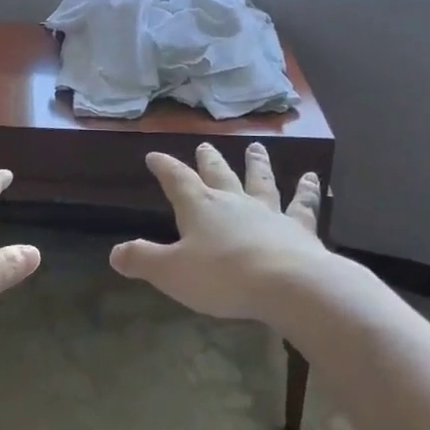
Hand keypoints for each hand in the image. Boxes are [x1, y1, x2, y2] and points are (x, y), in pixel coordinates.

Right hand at [110, 144, 334, 322]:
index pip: (177, 179)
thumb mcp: (171, 272)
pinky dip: (307, 192)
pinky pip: (302, 205)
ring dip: (256, 164)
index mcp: (200, 207)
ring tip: (256, 147)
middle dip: (209, 160)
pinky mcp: (299, 229)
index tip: (154, 155)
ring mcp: (269, 213)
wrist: (288, 285)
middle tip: (206, 145)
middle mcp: (233, 202)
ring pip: (260, 181)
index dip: (164, 167)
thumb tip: (115, 254)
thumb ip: (142, 260)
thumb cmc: (222, 276)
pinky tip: (314, 181)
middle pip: (219, 174)